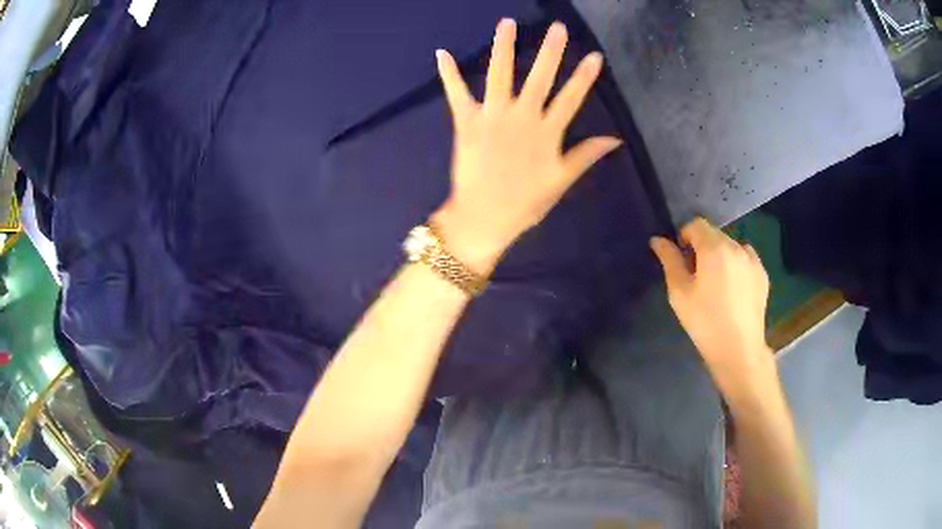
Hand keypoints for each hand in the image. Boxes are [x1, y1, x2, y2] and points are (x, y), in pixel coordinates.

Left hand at [431, 19, 621, 275]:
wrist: (483, 218)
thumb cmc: (524, 204)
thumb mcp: (560, 181)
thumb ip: (585, 155)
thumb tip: (615, 139)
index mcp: (547, 132)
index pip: (571, 98)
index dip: (584, 76)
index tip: (595, 55)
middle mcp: (522, 117)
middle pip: (539, 77)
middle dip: (550, 51)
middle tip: (557, 27)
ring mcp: (492, 116)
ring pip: (500, 74)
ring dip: (504, 47)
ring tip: (507, 23)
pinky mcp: (467, 122)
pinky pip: (457, 93)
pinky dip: (449, 73)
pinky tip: (442, 53)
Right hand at [650, 218, 775, 398]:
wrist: (738, 349)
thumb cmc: (704, 321)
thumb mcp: (679, 293)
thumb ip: (669, 261)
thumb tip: (658, 240)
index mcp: (714, 247)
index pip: (696, 224)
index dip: (685, 236)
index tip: (682, 259)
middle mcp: (736, 246)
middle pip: (715, 234)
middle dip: (703, 247)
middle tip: (697, 276)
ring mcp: (753, 260)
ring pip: (731, 246)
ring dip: (721, 256)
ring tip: (717, 284)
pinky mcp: (762, 274)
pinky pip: (746, 259)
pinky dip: (737, 265)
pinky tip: (733, 290)